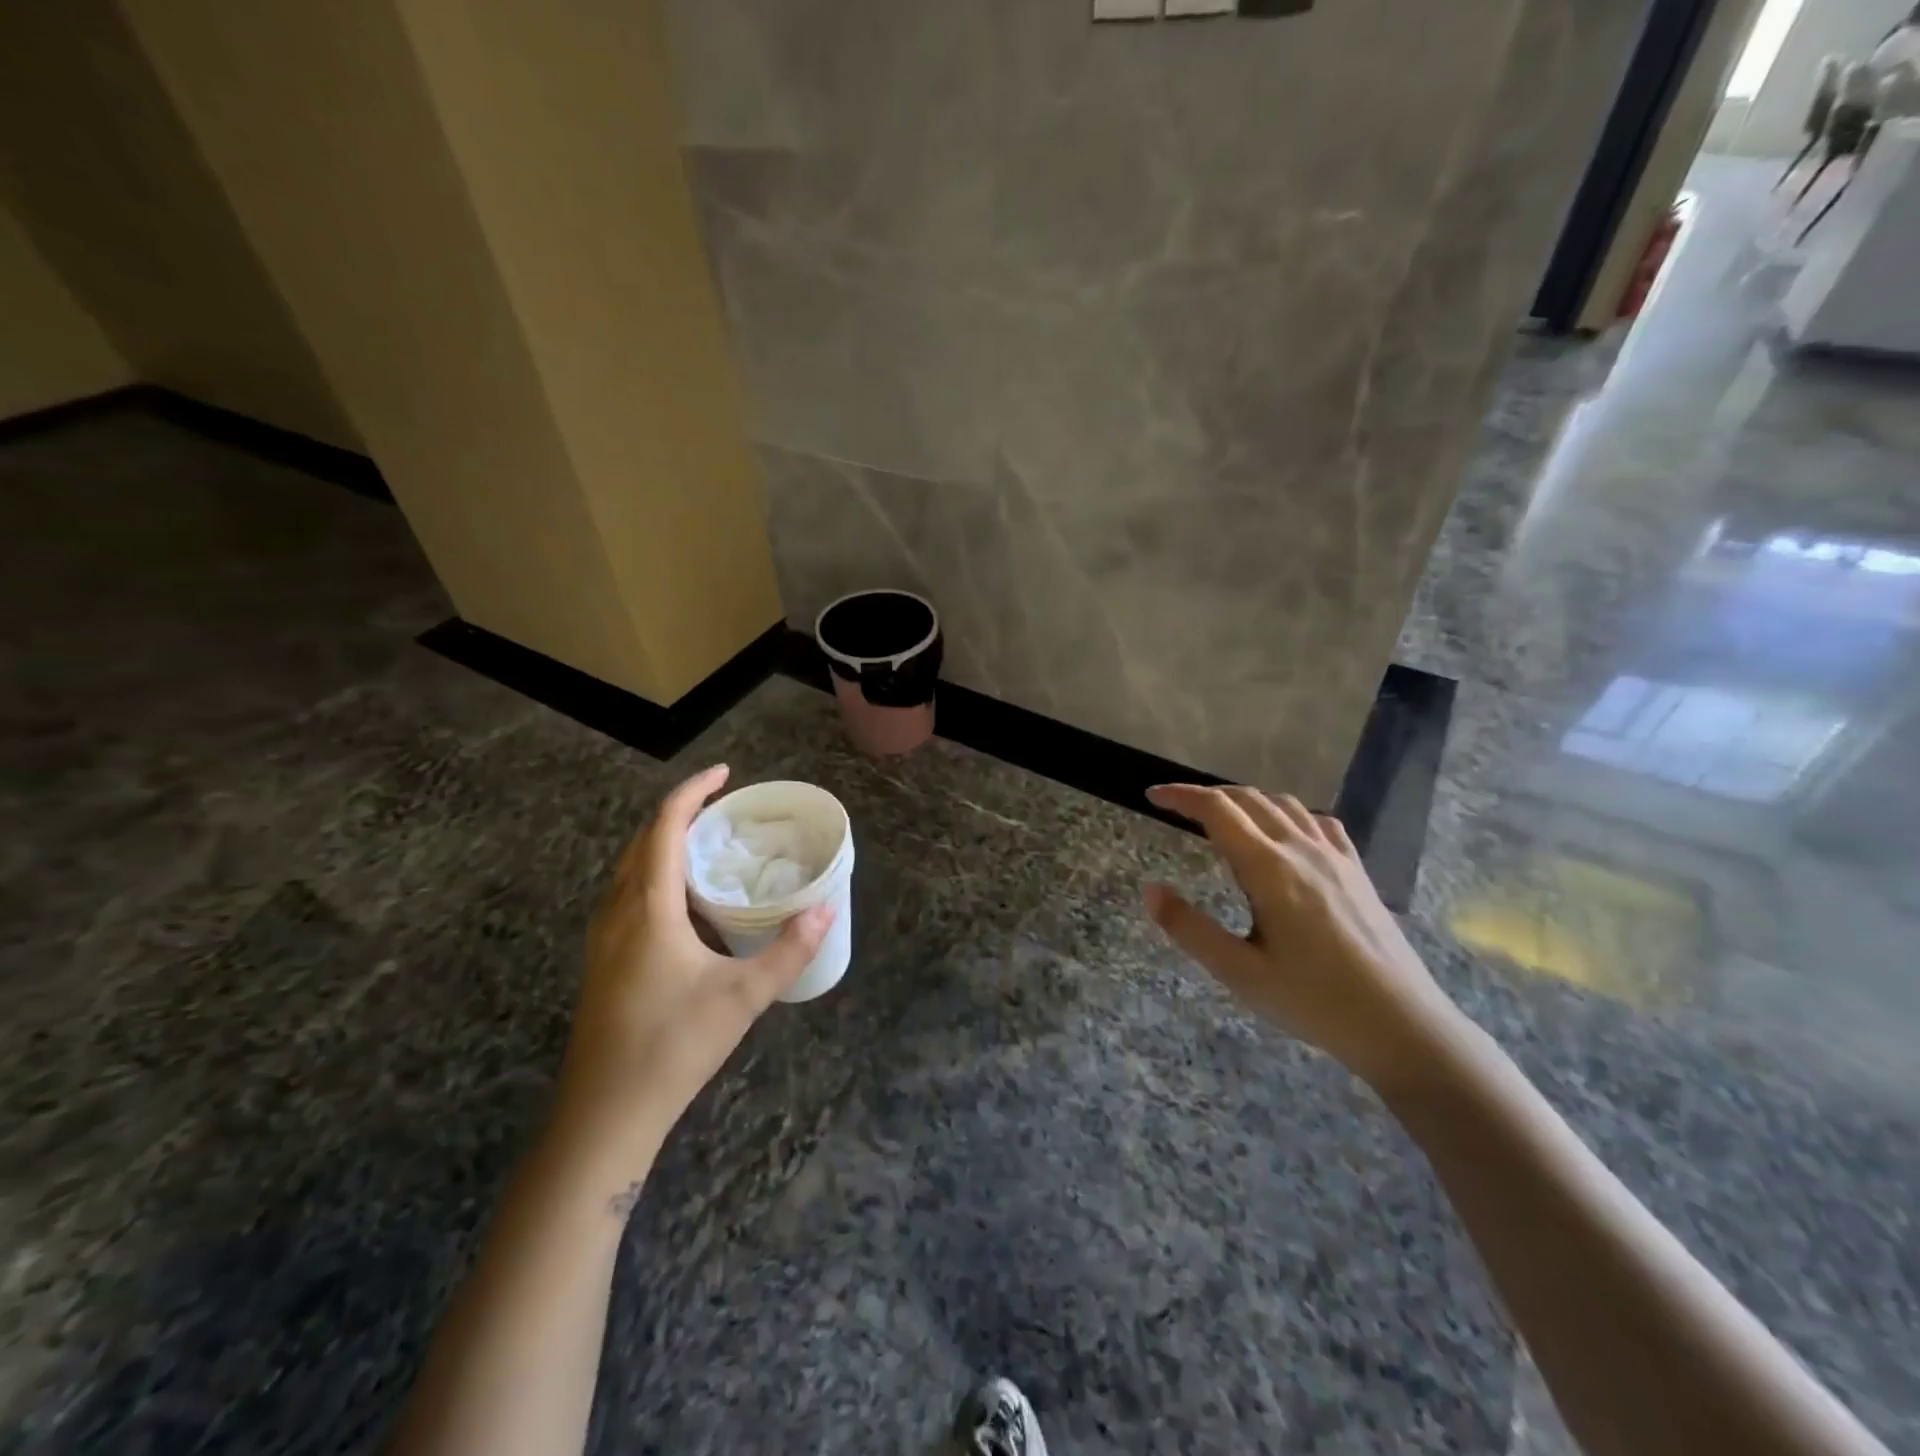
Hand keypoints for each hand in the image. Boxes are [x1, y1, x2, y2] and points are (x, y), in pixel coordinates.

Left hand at [548, 765, 832, 1180]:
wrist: (604, 1115)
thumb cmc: (673, 1046)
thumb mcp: (743, 996)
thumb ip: (789, 950)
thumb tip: (827, 907)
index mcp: (647, 907)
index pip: (664, 827)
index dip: (693, 792)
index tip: (726, 775)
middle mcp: (618, 912)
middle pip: (642, 842)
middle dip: (680, 815)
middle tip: (725, 811)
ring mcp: (603, 939)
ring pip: (630, 870)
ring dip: (665, 846)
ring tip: (709, 849)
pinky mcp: (602, 962)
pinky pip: (628, 896)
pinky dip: (656, 877)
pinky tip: (687, 906)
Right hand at [1142, 784, 1461, 1091]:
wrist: (1401, 1024)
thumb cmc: (1313, 1001)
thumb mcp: (1238, 972)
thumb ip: (1189, 928)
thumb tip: (1149, 889)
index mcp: (1269, 869)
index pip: (1217, 810)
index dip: (1181, 796)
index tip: (1153, 796)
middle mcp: (1302, 850)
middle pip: (1248, 799)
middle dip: (1207, 796)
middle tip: (1177, 808)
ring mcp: (1335, 857)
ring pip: (1283, 805)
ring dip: (1245, 801)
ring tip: (1223, 819)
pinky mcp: (1357, 871)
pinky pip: (1318, 822)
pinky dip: (1287, 814)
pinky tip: (1284, 835)